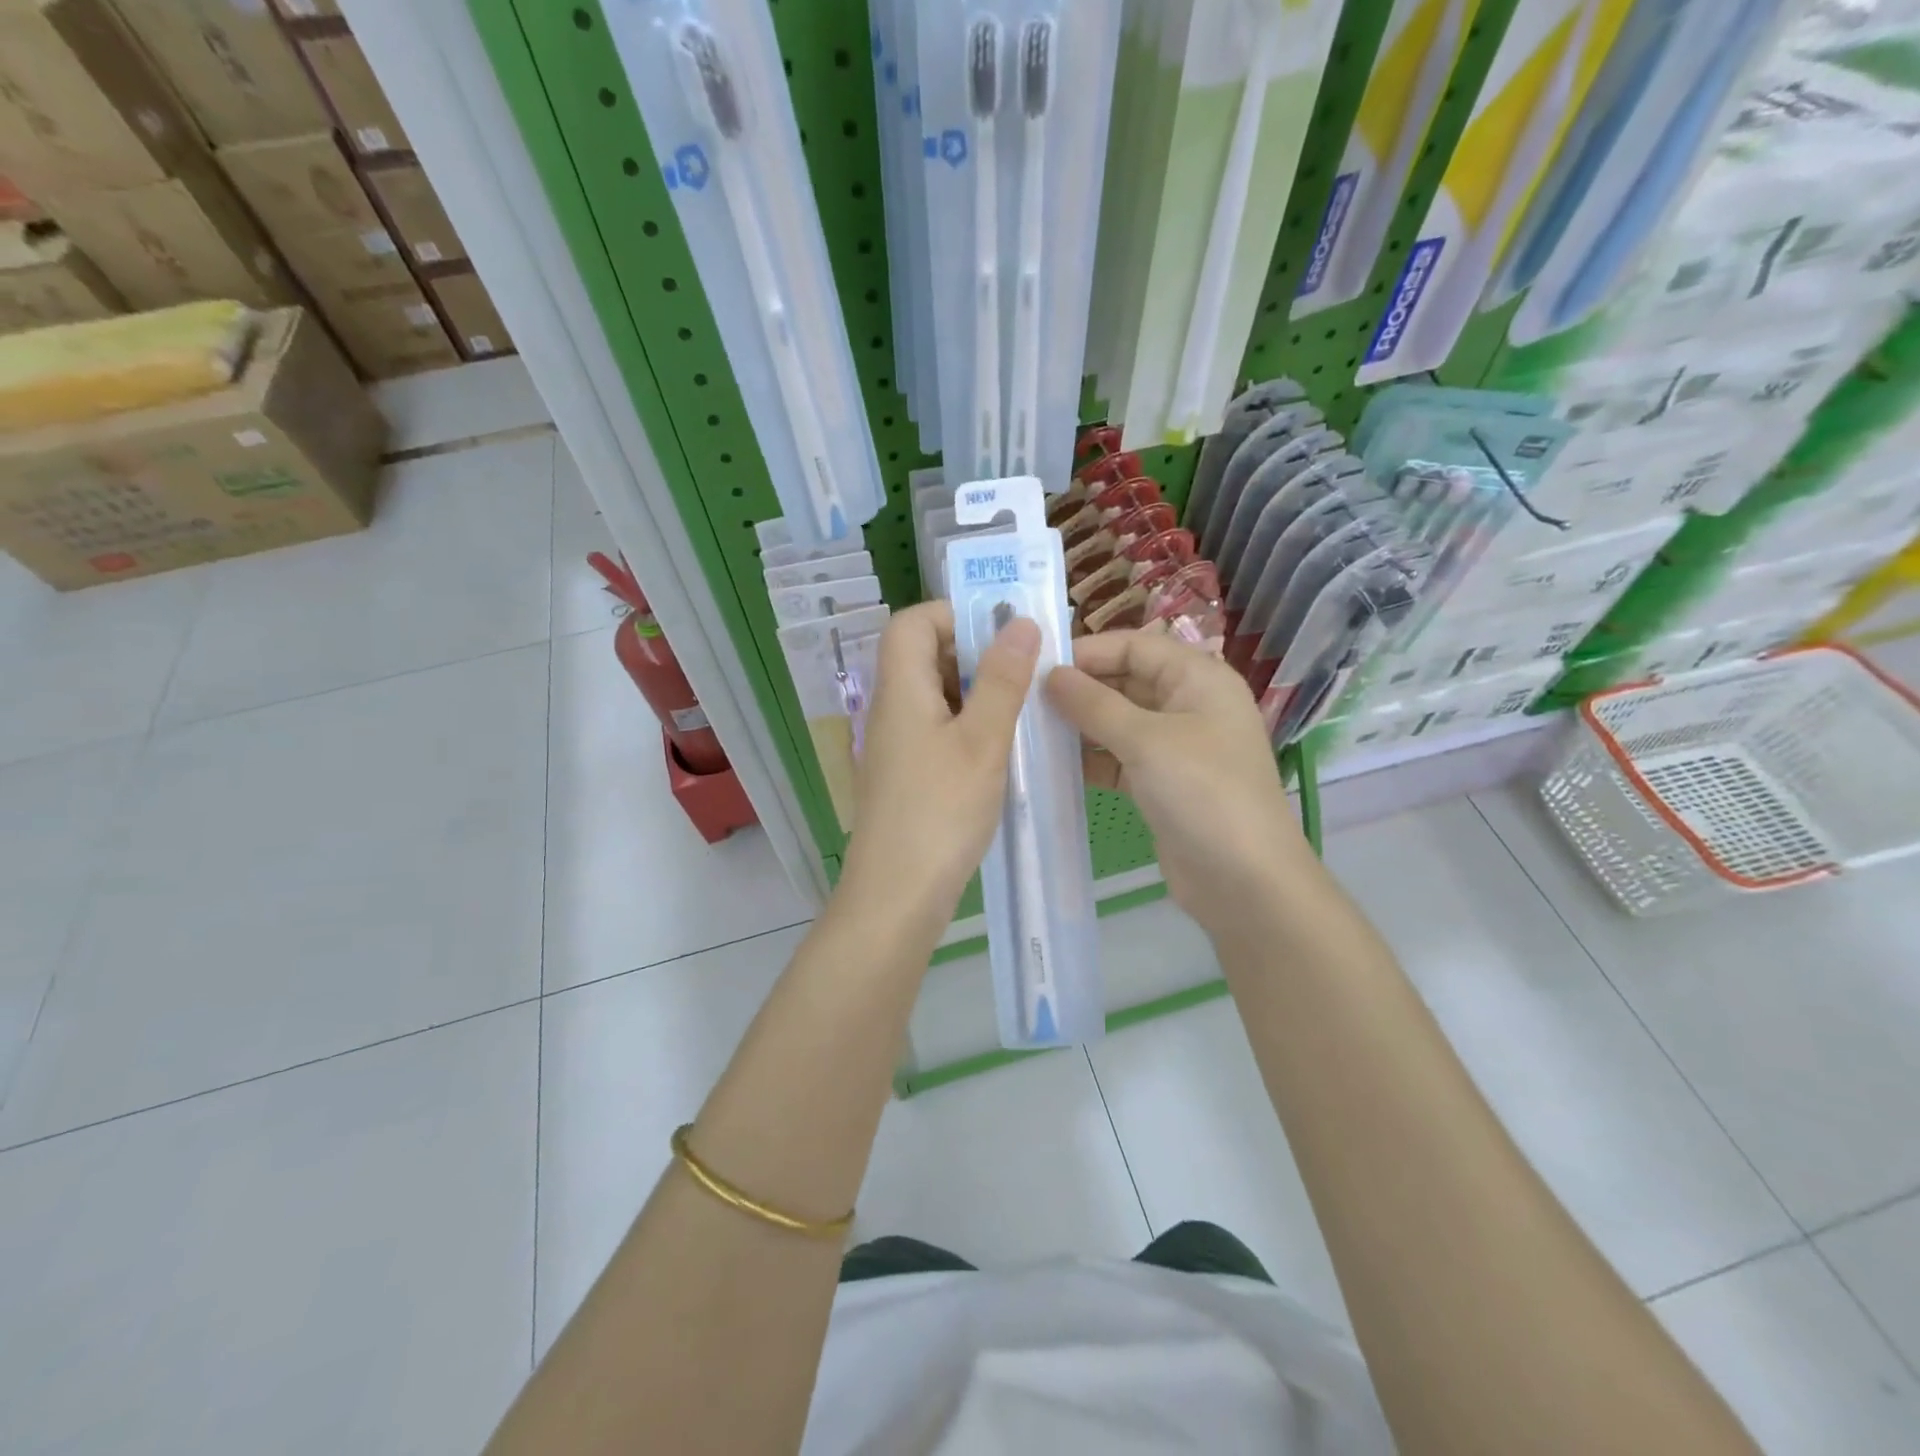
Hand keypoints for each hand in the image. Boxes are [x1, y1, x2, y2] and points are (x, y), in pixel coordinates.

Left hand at [840, 601, 1039, 915]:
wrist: (897, 895)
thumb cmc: (940, 812)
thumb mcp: (982, 741)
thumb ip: (1002, 680)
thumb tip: (1018, 622)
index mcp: (900, 689)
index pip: (912, 621)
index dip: (954, 614)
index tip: (1002, 632)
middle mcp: (891, 709)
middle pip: (923, 655)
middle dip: (974, 653)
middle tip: (1024, 671)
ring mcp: (895, 745)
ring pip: (934, 695)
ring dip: (975, 692)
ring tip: (1021, 709)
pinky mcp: (905, 775)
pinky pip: (936, 729)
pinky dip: (967, 725)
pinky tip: (1000, 749)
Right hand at [1047, 631, 1309, 930]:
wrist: (1244, 881)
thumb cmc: (1202, 793)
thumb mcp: (1146, 740)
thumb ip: (1095, 704)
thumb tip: (1050, 674)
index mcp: (1199, 678)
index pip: (1136, 646)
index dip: (1088, 652)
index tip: (1037, 666)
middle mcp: (1189, 705)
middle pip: (1126, 681)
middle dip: (1080, 688)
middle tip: (1025, 700)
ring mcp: (1176, 747)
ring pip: (1119, 721)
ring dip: (1080, 725)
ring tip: (1031, 730)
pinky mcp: (1162, 783)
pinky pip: (1119, 758)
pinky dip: (1091, 759)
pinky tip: (1053, 765)